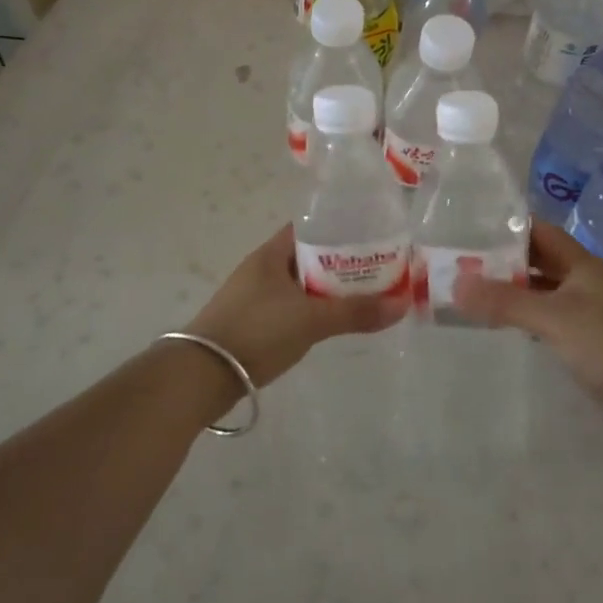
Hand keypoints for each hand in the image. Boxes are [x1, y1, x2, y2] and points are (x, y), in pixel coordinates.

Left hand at [185, 223, 407, 388]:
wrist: (201, 375)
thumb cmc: (256, 332)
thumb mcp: (311, 320)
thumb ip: (355, 312)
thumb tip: (402, 305)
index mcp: (271, 253)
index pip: (310, 227)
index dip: (340, 229)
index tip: (370, 237)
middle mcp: (261, 267)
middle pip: (308, 256)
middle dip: (339, 263)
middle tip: (375, 270)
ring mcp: (253, 295)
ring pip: (299, 284)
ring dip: (326, 289)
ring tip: (360, 297)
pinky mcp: (250, 321)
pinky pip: (289, 306)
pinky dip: (310, 310)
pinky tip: (328, 323)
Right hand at [453, 221, 602, 441]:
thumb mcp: (550, 317)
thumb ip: (504, 301)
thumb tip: (456, 285)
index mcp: (584, 265)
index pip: (543, 233)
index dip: (512, 228)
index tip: (476, 228)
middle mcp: (588, 282)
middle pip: (543, 261)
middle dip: (509, 261)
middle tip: (468, 263)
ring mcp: (592, 313)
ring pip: (547, 292)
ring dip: (518, 291)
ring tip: (479, 292)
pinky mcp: (591, 342)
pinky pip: (552, 318)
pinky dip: (530, 316)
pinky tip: (509, 325)